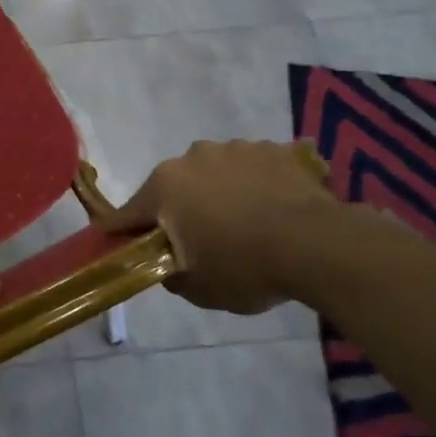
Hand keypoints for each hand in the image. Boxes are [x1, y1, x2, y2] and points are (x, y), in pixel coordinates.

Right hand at [103, 139, 335, 315]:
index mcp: (164, 187)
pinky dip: (255, 185)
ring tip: (246, 224)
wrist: (317, 244)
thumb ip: (171, 275)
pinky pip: (252, 169)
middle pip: (174, 188)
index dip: (121, 232)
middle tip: (199, 240)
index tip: (118, 243)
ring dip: (219, 193)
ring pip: (214, 173)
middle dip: (179, 210)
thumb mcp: (199, 288)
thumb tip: (168, 265)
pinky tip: (274, 210)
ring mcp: (234, 148)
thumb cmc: (245, 266)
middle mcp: (191, 157)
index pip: (127, 214)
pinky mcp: (272, 149)